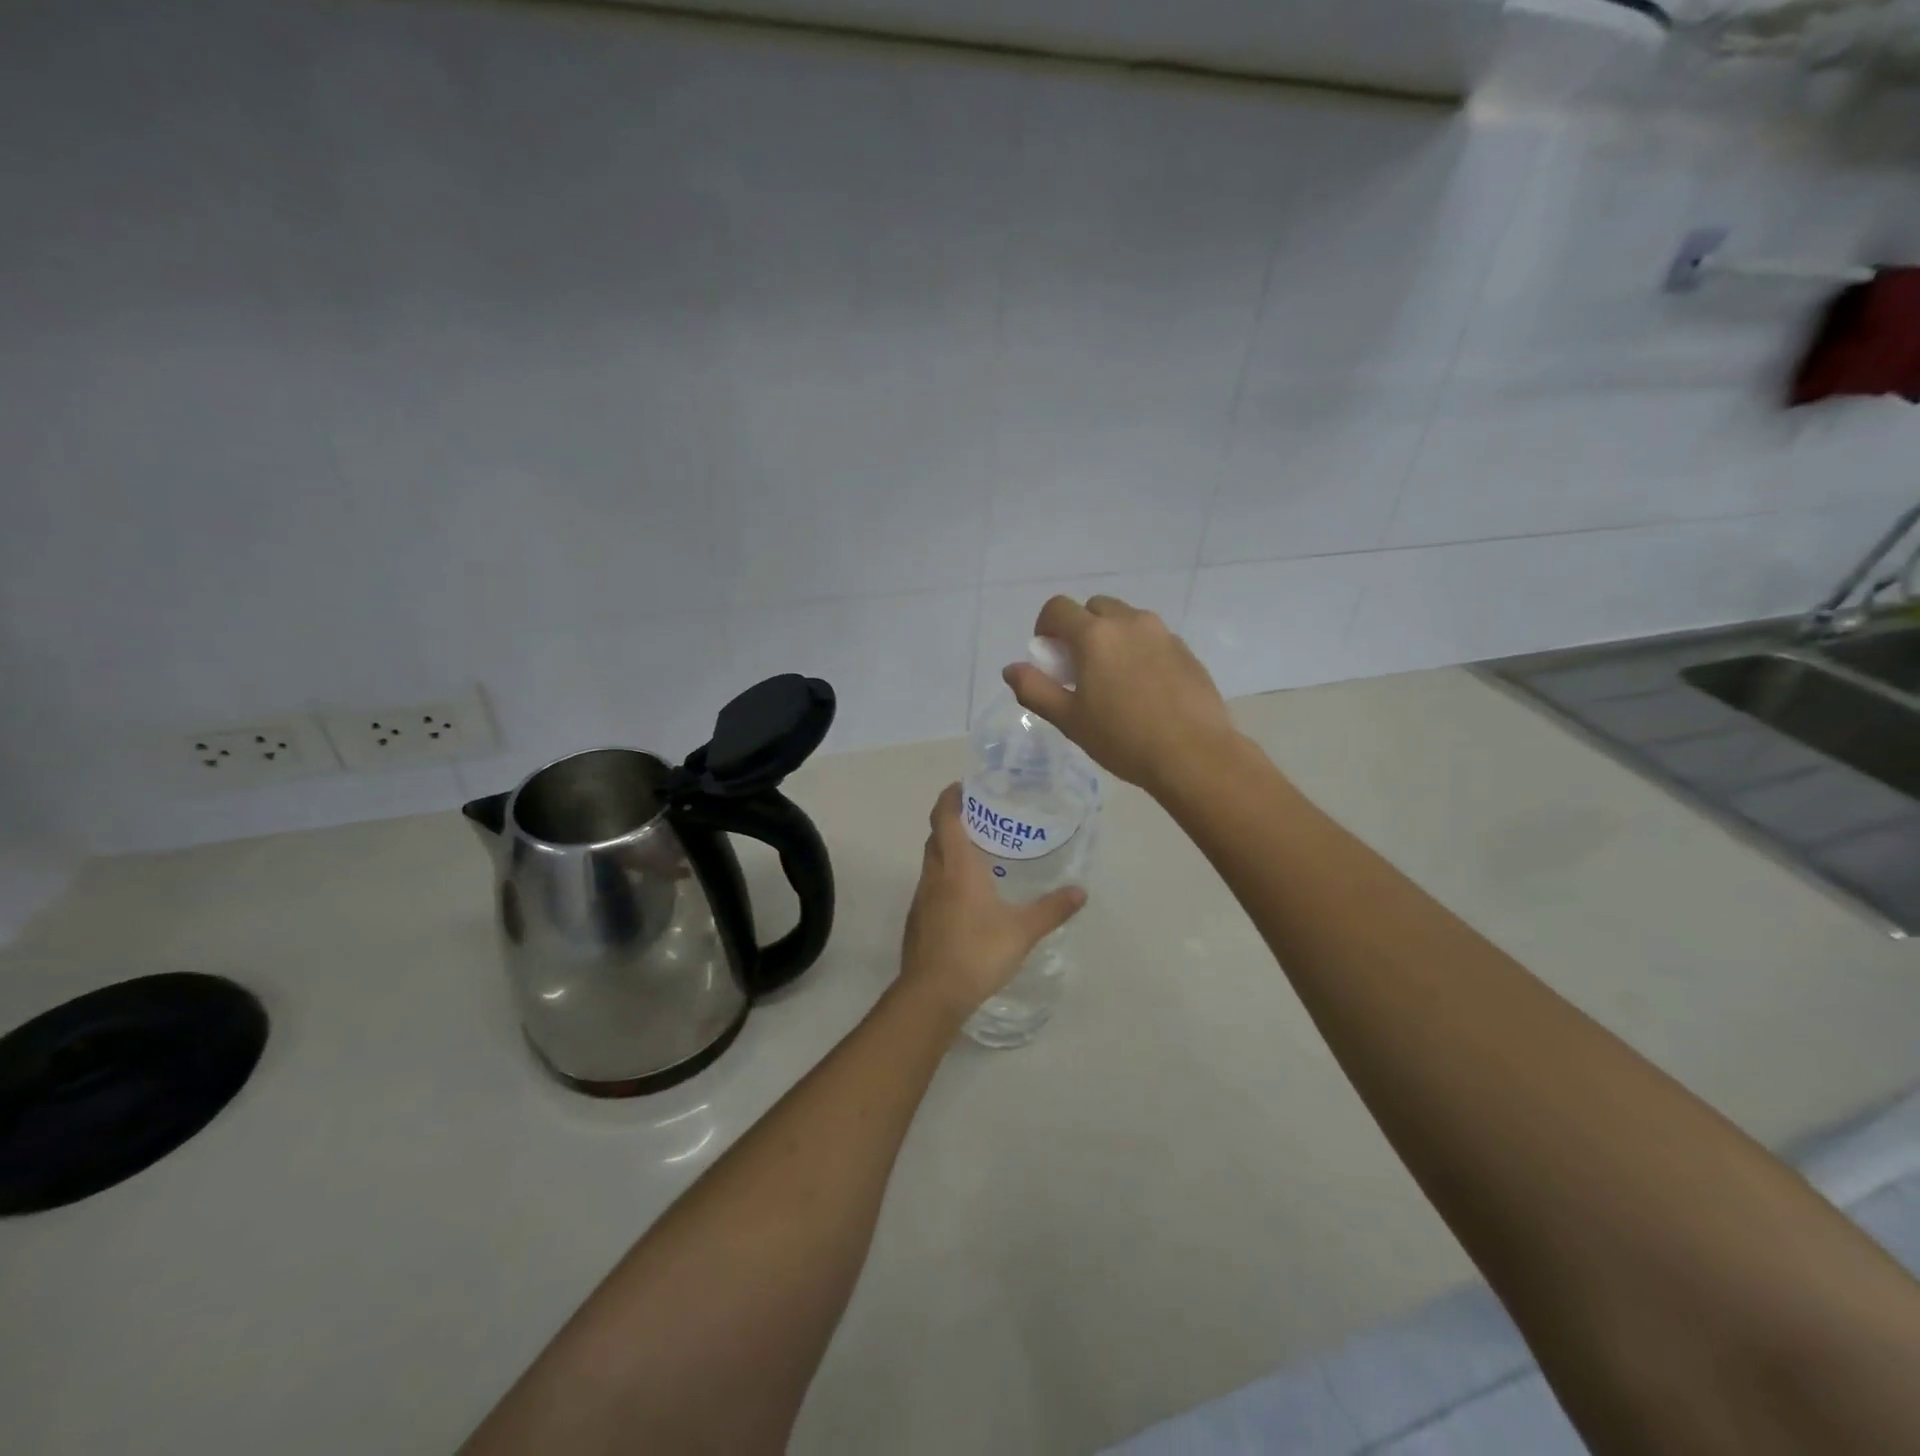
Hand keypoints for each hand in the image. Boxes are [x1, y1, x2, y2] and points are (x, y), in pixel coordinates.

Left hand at [900, 784, 1085, 1019]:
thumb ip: (1052, 909)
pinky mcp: (917, 919)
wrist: (932, 994)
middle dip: (953, 821)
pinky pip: (931, 885)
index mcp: (957, 867)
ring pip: (932, 861)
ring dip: (948, 850)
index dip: (951, 797)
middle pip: (936, 836)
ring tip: (978, 854)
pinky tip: (966, 896)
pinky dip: (945, 877)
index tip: (964, 786)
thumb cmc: (977, 952)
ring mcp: (921, 898)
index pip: (945, 817)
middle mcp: (934, 875)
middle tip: (982, 818)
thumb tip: (1080, 891)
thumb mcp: (1023, 930)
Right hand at [1003, 595, 1237, 800]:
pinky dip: (1139, 650)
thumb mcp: (1069, 720)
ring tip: (1114, 679)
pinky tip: (1145, 689)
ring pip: (1126, 620)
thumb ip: (1035, 690)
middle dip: (1081, 629)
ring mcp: (1162, 633)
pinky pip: (1152, 638)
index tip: (1049, 656)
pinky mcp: (1186, 650)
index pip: (1057, 608)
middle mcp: (1129, 622)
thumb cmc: (1123, 739)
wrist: (1193, 754)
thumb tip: (1012, 669)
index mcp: (1094, 635)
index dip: (1046, 627)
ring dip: (1111, 637)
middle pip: (1094, 608)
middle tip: (1080, 668)